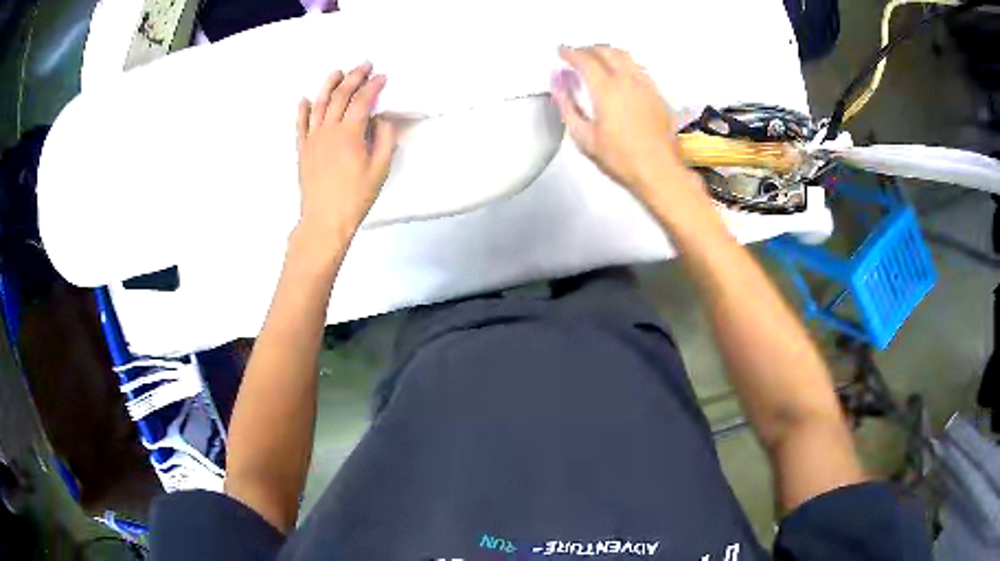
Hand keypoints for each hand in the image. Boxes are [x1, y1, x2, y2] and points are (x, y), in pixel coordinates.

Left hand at [295, 62, 396, 242]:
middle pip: (340, 96)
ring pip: (319, 104)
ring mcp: (312, 138)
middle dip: (354, 77)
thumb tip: (383, 119)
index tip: (383, 76)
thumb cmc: (355, 197)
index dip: (374, 86)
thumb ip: (384, 139)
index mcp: (349, 133)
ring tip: (337, 72)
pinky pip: (300, 124)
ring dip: (328, 85)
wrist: (324, 220)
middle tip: (364, 65)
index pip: (363, 100)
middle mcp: (328, 130)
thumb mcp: (380, 169)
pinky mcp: (302, 149)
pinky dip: (303, 109)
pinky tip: (305, 99)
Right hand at [551, 45, 696, 200]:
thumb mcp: (583, 137)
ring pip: (626, 56)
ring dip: (608, 52)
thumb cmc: (620, 158)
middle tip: (577, 54)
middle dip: (588, 48)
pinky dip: (625, 63)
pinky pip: (639, 68)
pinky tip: (621, 73)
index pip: (585, 59)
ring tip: (598, 59)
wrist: (659, 171)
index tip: (561, 51)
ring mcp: (646, 85)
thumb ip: (567, 105)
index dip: (570, 52)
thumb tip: (557, 82)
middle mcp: (628, 80)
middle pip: (606, 51)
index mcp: (607, 89)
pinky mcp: (657, 94)